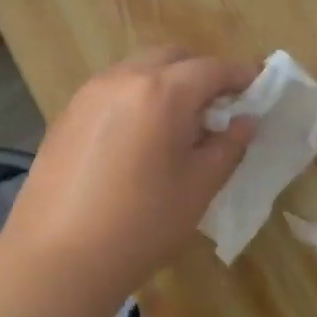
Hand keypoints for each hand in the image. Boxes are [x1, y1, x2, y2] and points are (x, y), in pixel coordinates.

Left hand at [3, 48, 257, 293]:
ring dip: (166, 82)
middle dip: (200, 73)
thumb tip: (245, 121)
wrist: (57, 258)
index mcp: (162, 92)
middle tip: (219, 106)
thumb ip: (227, 146)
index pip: (212, 69)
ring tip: (178, 122)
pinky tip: (139, 136)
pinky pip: (112, 89)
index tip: (259, 85)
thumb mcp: (198, 187)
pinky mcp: (67, 113)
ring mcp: (90, 93)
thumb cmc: (141, 225)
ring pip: (139, 69)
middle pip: (172, 58)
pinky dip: (136, 97)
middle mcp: (124, 78)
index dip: (241, 75)